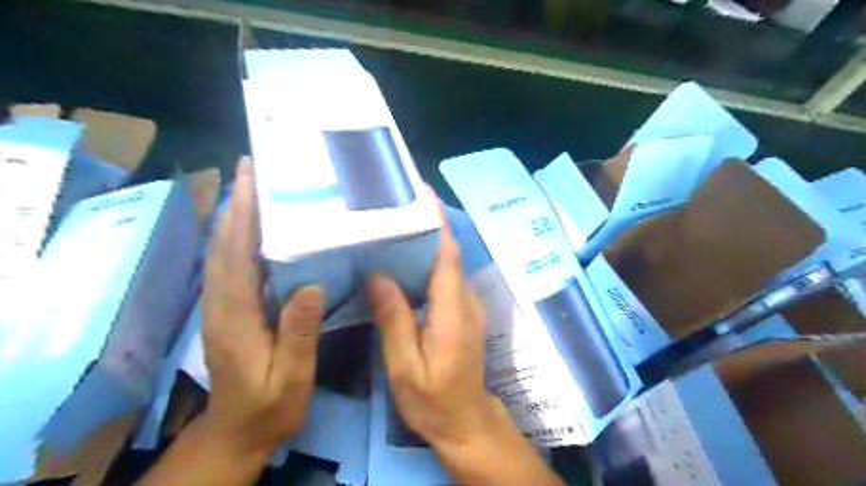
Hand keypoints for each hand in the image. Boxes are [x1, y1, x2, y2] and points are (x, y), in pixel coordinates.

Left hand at [199, 158, 324, 458]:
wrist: (237, 432)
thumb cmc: (270, 406)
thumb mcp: (291, 378)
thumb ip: (298, 334)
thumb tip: (310, 286)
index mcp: (236, 317)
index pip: (236, 257)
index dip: (243, 217)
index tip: (252, 180)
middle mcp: (221, 304)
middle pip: (223, 245)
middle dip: (236, 204)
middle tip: (253, 168)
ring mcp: (220, 306)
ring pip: (222, 251)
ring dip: (234, 216)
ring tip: (254, 185)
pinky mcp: (227, 309)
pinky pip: (229, 265)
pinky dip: (237, 238)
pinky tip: (254, 226)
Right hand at [367, 215, 500, 449]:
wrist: (466, 421)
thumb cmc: (433, 400)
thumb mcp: (405, 366)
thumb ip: (394, 319)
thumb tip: (377, 275)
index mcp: (453, 310)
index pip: (447, 254)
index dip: (437, 222)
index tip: (422, 194)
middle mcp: (466, 300)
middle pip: (447, 254)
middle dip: (425, 226)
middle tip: (393, 207)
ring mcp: (468, 305)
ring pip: (447, 265)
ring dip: (425, 244)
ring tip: (391, 229)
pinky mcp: (464, 311)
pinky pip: (445, 278)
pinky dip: (427, 264)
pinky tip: (402, 264)